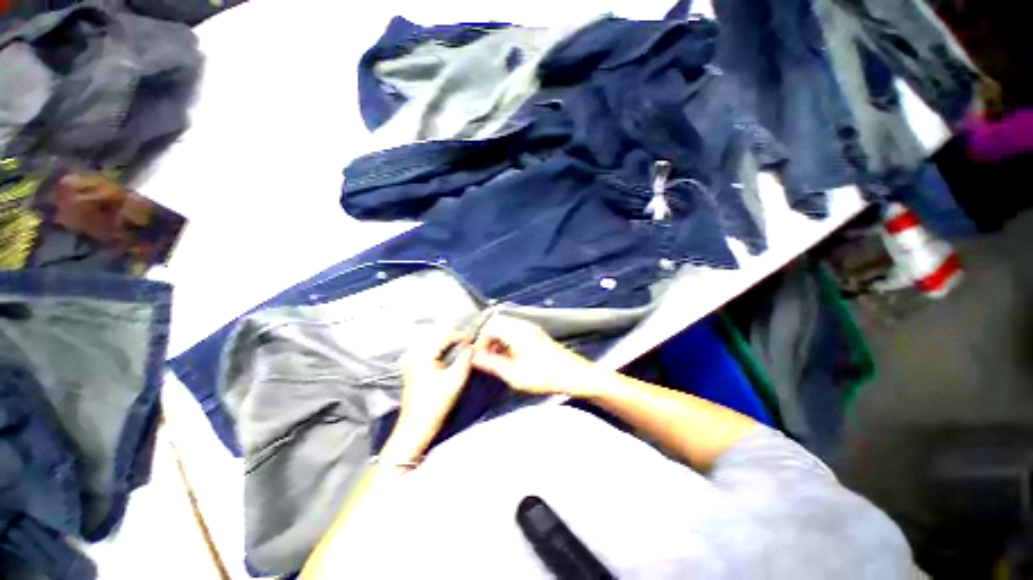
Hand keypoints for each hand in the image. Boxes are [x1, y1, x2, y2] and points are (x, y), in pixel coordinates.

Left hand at [383, 328, 473, 462]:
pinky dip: (440, 350)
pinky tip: (450, 355)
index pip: (444, 336)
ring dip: (447, 343)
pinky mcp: (410, 367)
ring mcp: (410, 360)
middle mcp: (413, 354)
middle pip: (437, 337)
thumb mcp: (455, 380)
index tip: (473, 337)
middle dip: (454, 338)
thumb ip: (465, 359)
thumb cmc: (435, 404)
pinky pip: (428, 351)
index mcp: (422, 356)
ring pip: (432, 343)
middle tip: (469, 342)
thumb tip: (471, 347)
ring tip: (462, 347)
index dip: (460, 335)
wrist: (416, 426)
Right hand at [471, 316, 598, 397]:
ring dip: (498, 341)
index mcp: (516, 332)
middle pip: (497, 324)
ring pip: (507, 328)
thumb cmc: (545, 375)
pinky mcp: (537, 335)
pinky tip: (510, 357)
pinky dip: (508, 341)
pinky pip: (516, 332)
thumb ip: (492, 364)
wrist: (574, 374)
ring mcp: (531, 329)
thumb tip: (474, 358)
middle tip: (485, 358)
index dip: (480, 341)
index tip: (477, 357)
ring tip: (497, 360)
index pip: (490, 327)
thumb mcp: (514, 374)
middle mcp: (523, 326)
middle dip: (488, 340)